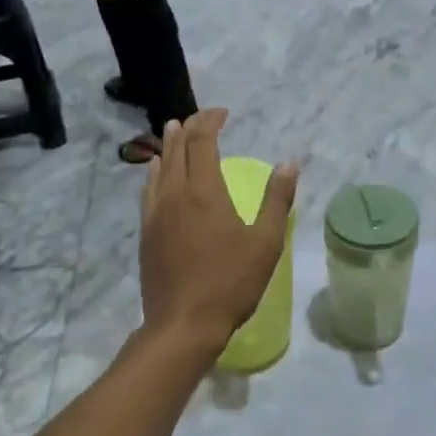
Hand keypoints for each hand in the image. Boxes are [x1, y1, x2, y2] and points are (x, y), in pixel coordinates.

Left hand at [139, 110, 298, 354]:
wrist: (183, 323)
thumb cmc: (231, 282)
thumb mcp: (265, 242)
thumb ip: (277, 199)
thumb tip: (289, 163)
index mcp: (205, 191)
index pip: (202, 141)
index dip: (210, 121)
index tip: (223, 112)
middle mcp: (175, 193)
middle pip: (178, 149)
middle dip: (189, 127)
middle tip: (202, 117)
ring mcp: (156, 213)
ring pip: (159, 167)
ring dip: (169, 145)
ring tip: (173, 131)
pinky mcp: (146, 233)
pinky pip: (148, 190)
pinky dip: (155, 172)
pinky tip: (156, 172)